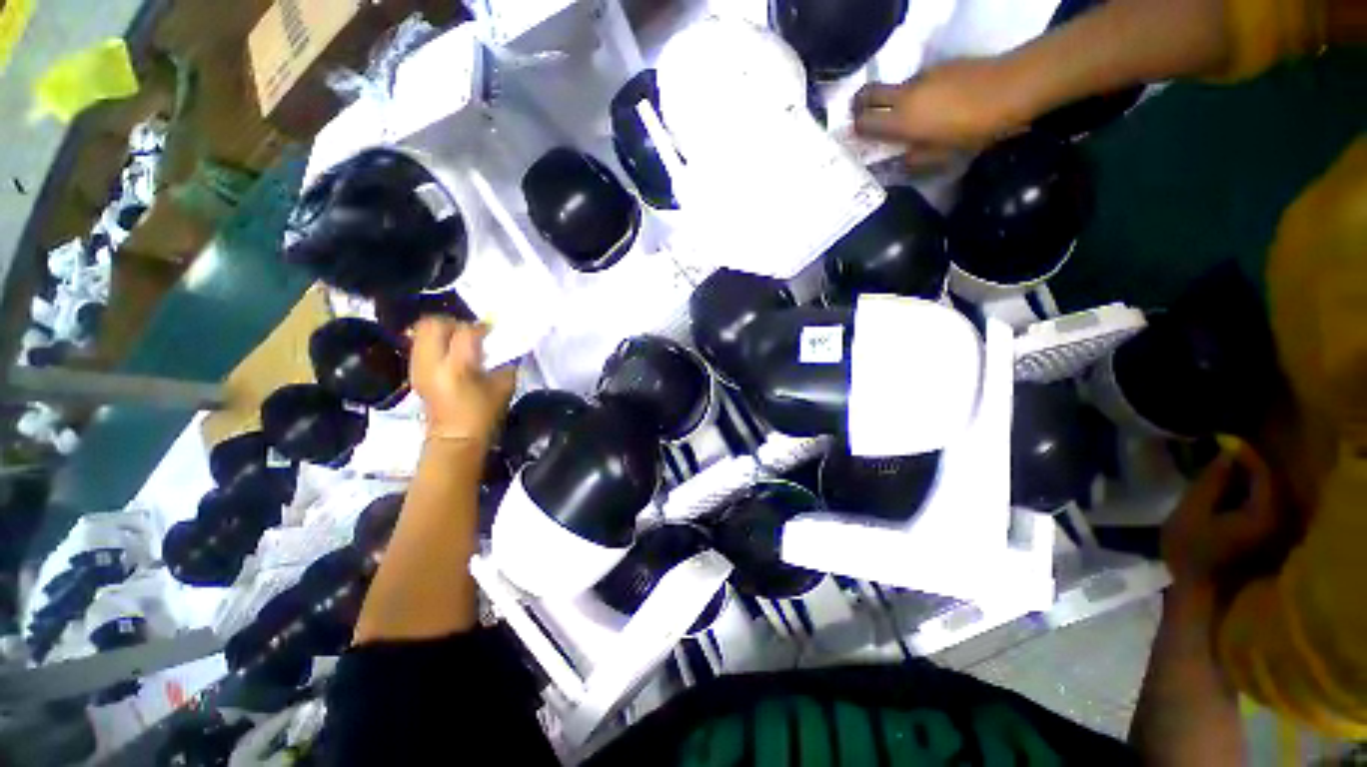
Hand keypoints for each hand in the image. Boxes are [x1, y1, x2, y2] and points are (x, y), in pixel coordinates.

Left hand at [409, 318, 516, 445]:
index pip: (466, 332)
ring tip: (460, 341)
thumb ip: (505, 361)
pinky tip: (452, 353)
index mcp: (457, 367)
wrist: (455, 439)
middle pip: (434, 324)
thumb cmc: (484, 415)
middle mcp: (432, 362)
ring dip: (443, 331)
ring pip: (422, 331)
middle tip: (471, 331)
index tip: (493, 331)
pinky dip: (436, 342)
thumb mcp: (504, 386)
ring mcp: (418, 366)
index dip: (481, 327)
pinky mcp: (414, 371)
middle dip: (454, 322)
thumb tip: (504, 345)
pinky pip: (421, 344)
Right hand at [852, 58, 1032, 165]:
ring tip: (907, 117)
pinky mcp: (938, 66)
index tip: (857, 139)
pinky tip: (933, 104)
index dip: (855, 131)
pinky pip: (916, 82)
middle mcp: (904, 95)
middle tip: (863, 118)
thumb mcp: (942, 156)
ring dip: (890, 101)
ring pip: (893, 88)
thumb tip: (897, 162)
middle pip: (867, 93)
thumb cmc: (975, 129)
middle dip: (859, 106)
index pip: (862, 122)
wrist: (1013, 87)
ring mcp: (921, 76)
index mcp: (901, 120)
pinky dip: (914, 94)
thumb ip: (914, 160)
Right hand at [1161, 438, 1281, 593]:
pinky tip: (1231, 491)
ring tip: (1225, 468)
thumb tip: (1226, 453)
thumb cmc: (1192, 552)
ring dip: (1249, 480)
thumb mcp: (1191, 511)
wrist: (1199, 593)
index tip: (1223, 439)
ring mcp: (1276, 533)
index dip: (1245, 453)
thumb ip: (1211, 481)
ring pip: (1269, 494)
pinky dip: (1250, 494)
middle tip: (1223, 451)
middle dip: (1249, 465)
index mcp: (1265, 513)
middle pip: (1270, 482)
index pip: (1263, 472)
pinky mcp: (1267, 539)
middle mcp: (1280, 521)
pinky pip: (1264, 506)